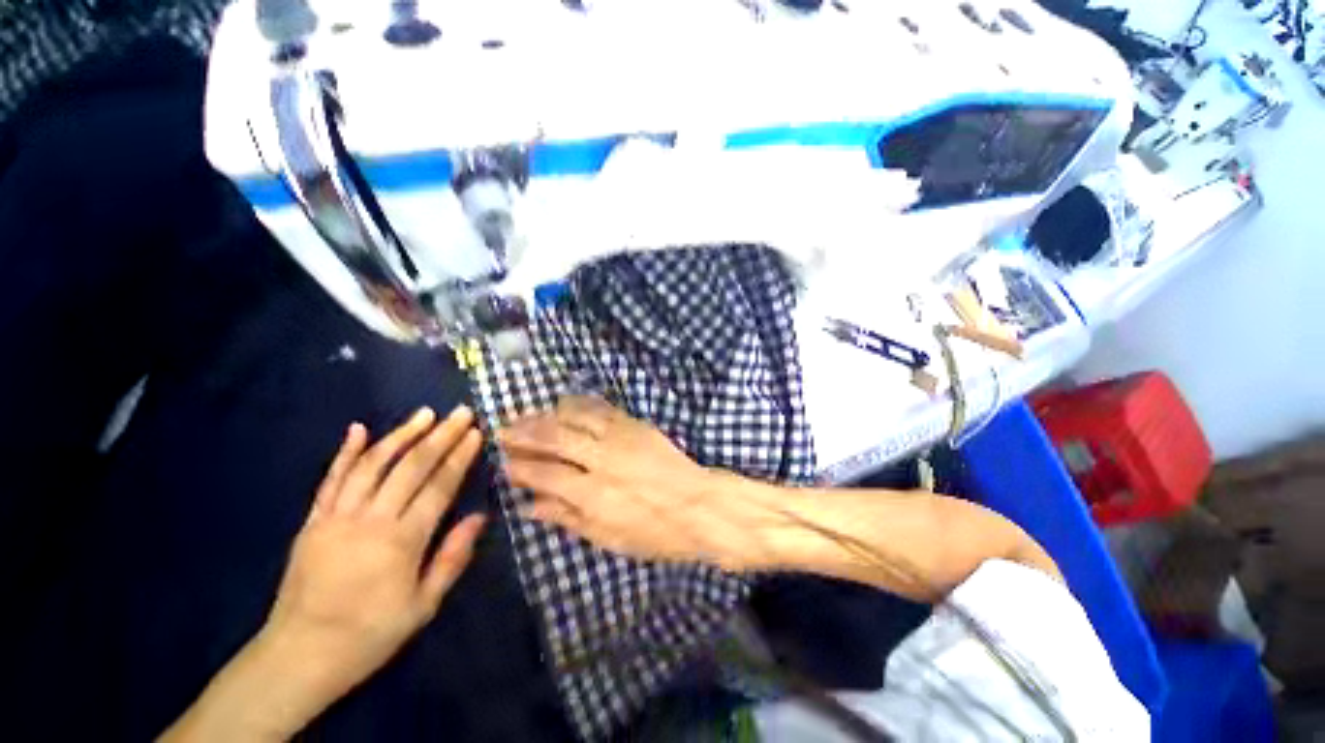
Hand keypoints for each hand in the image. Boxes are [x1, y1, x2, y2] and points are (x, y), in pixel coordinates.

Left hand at [161, 406, 487, 742]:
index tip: (476, 433)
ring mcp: (337, 517)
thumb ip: (452, 558)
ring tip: (425, 413)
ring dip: (401, 435)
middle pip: (411, 467)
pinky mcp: (313, 521)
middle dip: (440, 435)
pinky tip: (358, 429)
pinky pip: (331, 480)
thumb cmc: (370, 634)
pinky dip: (345, 452)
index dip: (460, 456)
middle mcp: (371, 520)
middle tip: (461, 413)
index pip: (439, 486)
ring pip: (373, 465)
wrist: (299, 656)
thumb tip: (479, 517)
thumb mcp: (423, 606)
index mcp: (402, 541)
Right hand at [498, 396, 779, 570]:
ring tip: (529, 415)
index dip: (519, 465)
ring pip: (575, 416)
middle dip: (524, 431)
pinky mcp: (636, 424)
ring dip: (548, 413)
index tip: (503, 460)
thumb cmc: (655, 532)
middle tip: (504, 429)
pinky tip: (565, 404)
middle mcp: (602, 458)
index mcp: (592, 493)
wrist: (699, 505)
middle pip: (554, 437)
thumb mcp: (607, 537)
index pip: (543, 473)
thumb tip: (529, 506)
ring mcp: (621, 436)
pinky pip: (602, 408)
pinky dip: (579, 405)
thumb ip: (567, 517)